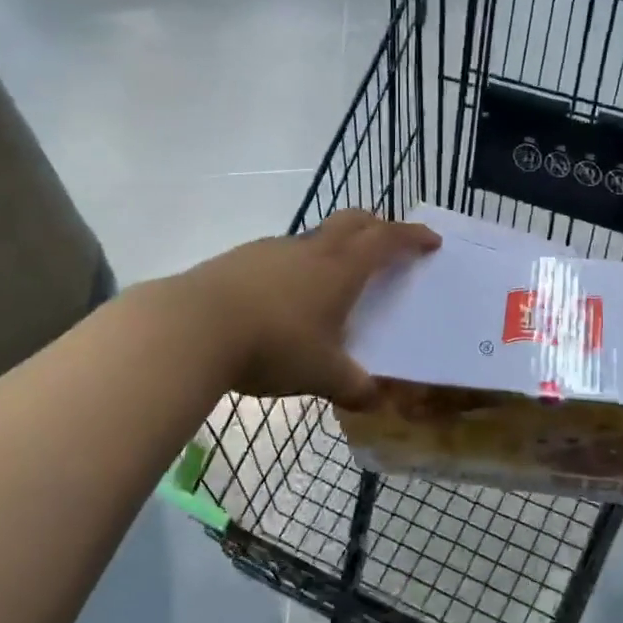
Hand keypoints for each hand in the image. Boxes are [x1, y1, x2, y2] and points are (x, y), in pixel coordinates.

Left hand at [172, 210, 439, 404]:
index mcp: (341, 268)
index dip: (412, 237)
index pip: (387, 240)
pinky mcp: (240, 259)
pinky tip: (285, 298)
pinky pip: (282, 254)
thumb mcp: (321, 374)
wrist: (192, 327)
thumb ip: (353, 387)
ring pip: (315, 236)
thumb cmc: (273, 345)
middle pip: (353, 220)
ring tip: (334, 280)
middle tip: (388, 242)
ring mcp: (273, 250)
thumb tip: (374, 401)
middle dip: (377, 226)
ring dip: (334, 247)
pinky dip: (298, 265)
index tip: (431, 240)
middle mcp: (311, 249)